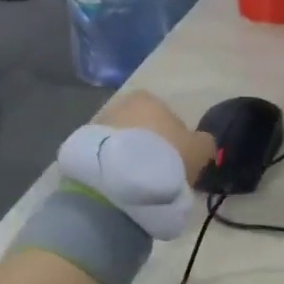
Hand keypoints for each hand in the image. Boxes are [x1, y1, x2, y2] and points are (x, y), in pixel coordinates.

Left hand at [98, 91, 214, 185]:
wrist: (119, 180)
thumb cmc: (166, 156)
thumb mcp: (201, 150)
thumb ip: (204, 142)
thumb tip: (201, 142)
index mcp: (149, 98)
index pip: (166, 114)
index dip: (174, 136)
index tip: (178, 157)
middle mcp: (119, 104)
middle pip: (141, 126)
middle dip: (148, 144)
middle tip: (159, 169)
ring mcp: (96, 125)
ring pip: (121, 141)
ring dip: (128, 156)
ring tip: (138, 181)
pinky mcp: (79, 149)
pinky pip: (105, 156)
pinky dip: (112, 167)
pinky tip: (121, 185)